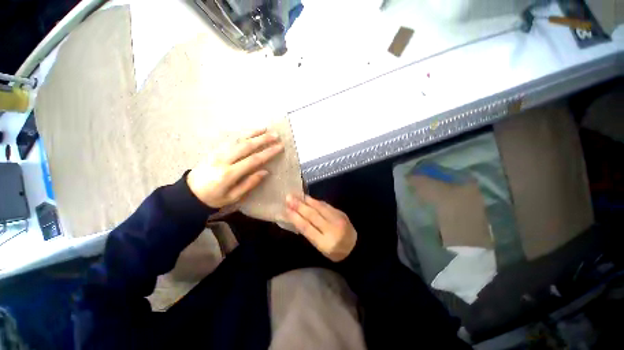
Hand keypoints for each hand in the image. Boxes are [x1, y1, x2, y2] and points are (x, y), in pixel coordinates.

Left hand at [187, 129, 283, 207]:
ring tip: (266, 129)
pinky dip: (242, 134)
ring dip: (253, 133)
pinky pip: (230, 139)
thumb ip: (249, 183)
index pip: (253, 160)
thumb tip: (265, 172)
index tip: (279, 147)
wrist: (189, 193)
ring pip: (238, 139)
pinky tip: (250, 132)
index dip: (268, 152)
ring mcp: (217, 152)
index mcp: (229, 174)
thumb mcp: (233, 196)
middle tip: (276, 135)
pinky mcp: (214, 149)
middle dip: (263, 139)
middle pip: (246, 146)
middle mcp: (223, 159)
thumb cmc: (214, 198)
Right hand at [284, 195, 356, 261]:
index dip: (296, 218)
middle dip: (299, 206)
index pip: (307, 228)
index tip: (286, 209)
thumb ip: (310, 233)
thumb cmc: (335, 252)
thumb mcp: (320, 248)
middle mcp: (332, 229)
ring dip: (307, 201)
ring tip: (297, 195)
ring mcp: (338, 219)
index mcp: (325, 243)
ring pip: (320, 208)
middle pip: (313, 215)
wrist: (356, 247)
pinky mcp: (341, 213)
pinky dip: (316, 201)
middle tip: (289, 198)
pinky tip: (309, 198)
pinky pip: (326, 205)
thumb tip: (297, 218)